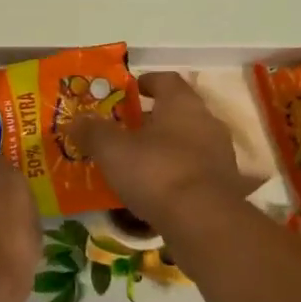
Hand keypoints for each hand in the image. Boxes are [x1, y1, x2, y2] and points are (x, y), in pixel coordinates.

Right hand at [70, 71, 253, 225]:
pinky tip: (158, 190)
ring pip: (189, 142)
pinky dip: (177, 174)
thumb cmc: (156, 172)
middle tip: (127, 130)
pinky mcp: (224, 185)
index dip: (147, 82)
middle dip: (153, 119)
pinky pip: (195, 171)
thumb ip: (93, 131)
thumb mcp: (112, 150)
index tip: (129, 91)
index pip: (167, 80)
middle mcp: (207, 122)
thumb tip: (76, 120)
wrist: (203, 222)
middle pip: (178, 112)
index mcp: (183, 104)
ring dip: (166, 148)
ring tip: (139, 162)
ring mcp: (220, 155)